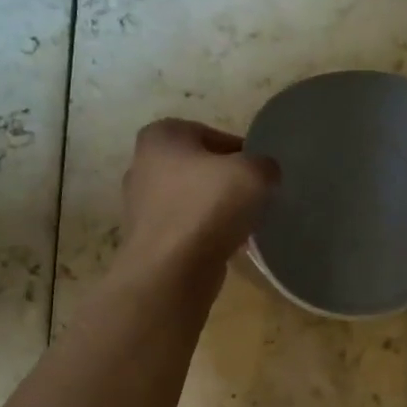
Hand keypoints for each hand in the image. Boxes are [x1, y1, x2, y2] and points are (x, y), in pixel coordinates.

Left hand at [115, 119, 278, 290]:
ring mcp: (141, 206)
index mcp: (161, 137)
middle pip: (200, 168)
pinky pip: (186, 229)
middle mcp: (143, 165)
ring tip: (245, 224)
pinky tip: (228, 246)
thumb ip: (265, 164)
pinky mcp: (148, 240)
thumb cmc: (207, 208)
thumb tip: (264, 174)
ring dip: (218, 210)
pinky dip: (206, 235)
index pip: (213, 135)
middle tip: (255, 198)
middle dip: (227, 182)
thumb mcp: (254, 173)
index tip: (261, 174)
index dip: (242, 153)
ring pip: (193, 200)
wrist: (170, 271)